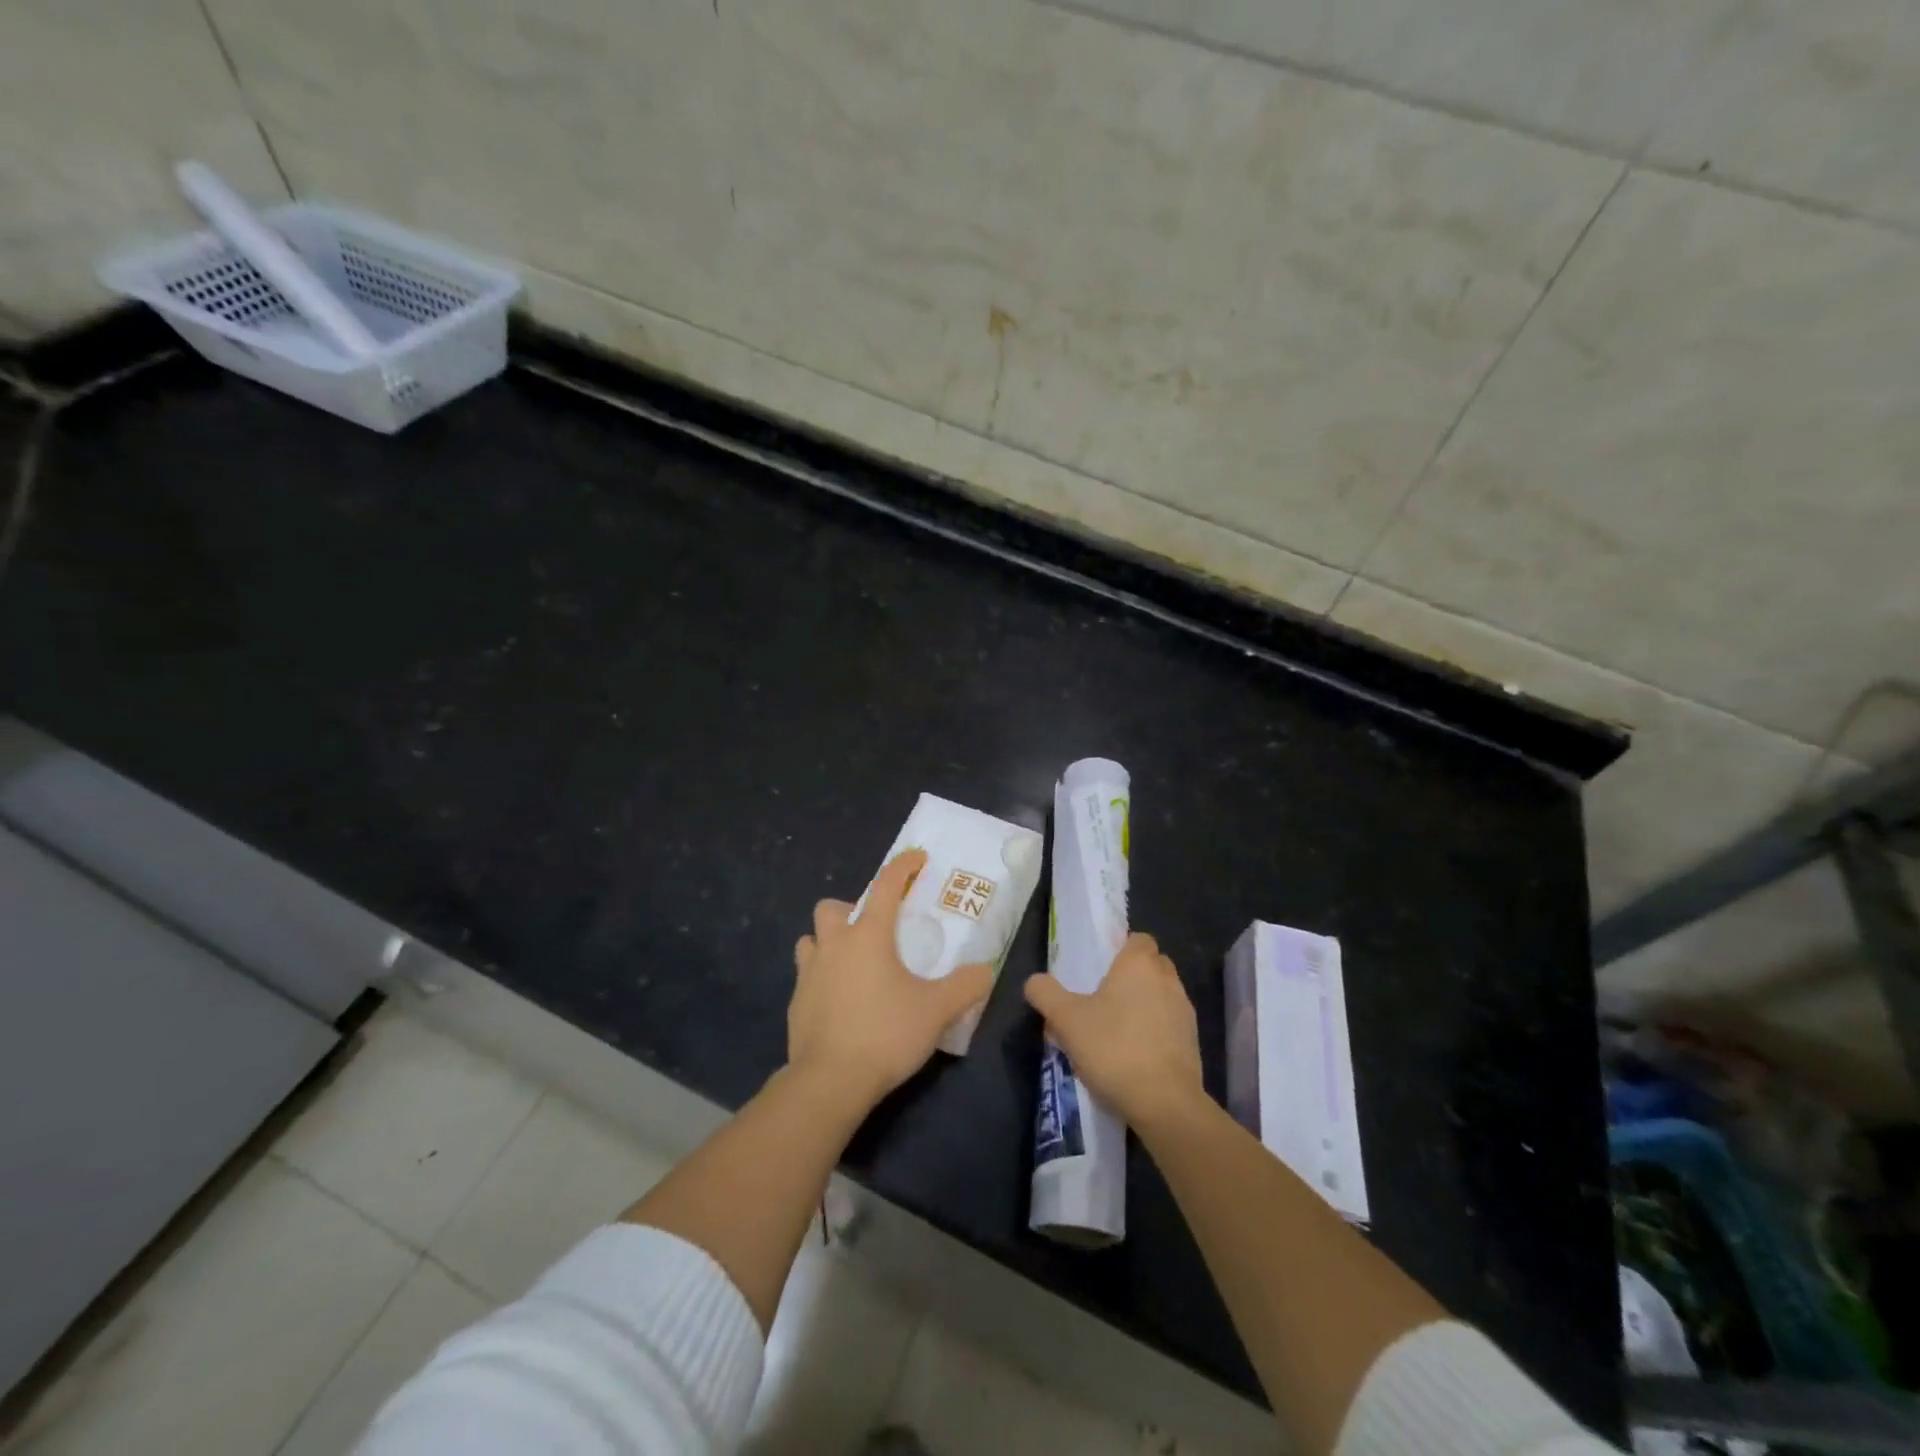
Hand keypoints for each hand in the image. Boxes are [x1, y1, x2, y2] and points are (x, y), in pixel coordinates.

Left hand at [788, 849, 993, 1113]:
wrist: (829, 1081)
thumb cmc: (885, 1034)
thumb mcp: (937, 1010)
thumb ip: (965, 986)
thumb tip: (985, 970)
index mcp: (868, 936)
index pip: (886, 886)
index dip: (903, 866)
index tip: (917, 859)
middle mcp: (834, 945)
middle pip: (832, 908)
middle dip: (851, 910)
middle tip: (874, 932)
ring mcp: (808, 973)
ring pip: (811, 940)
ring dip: (829, 942)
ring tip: (852, 964)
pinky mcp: (795, 1003)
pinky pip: (806, 976)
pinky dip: (822, 978)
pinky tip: (840, 1002)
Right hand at [1024, 932, 1202, 1130]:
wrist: (1164, 1102)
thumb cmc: (1113, 1048)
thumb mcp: (1066, 1020)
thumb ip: (1045, 993)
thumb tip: (1035, 982)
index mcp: (1139, 964)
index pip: (1138, 939)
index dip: (1121, 949)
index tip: (1100, 969)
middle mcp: (1168, 980)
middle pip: (1152, 965)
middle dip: (1132, 976)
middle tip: (1104, 997)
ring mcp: (1184, 1012)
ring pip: (1162, 995)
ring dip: (1144, 1004)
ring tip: (1116, 1030)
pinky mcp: (1193, 1043)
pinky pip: (1170, 1024)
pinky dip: (1155, 1031)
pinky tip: (1134, 1054)